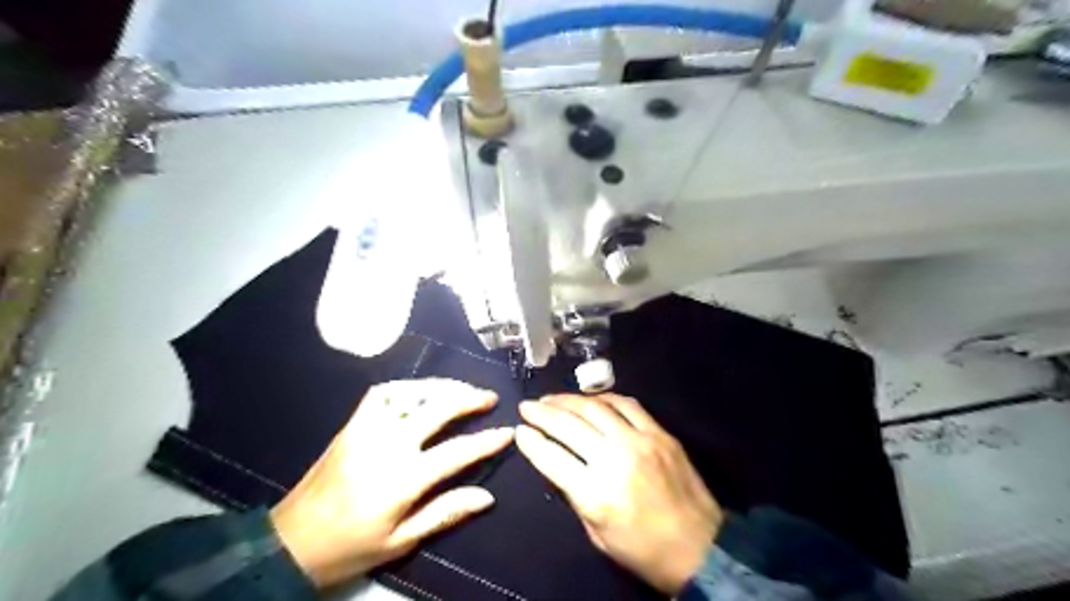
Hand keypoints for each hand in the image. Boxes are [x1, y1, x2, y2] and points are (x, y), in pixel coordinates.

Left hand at [272, 378, 513, 588]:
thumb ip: (445, 513)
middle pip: (436, 408)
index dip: (486, 441)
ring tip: (461, 389)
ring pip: (411, 393)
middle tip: (489, 397)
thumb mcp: (401, 541)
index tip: (507, 431)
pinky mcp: (352, 424)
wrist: (291, 541)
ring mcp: (367, 429)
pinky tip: (421, 391)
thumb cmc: (351, 546)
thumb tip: (487, 496)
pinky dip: (407, 387)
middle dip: (468, 398)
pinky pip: (383, 393)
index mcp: (402, 479)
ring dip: (441, 387)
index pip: (456, 452)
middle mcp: (387, 444)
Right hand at [516, 392, 721, 593]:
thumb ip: (575, 494)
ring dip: (568, 399)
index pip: (552, 457)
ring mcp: (640, 441)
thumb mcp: (597, 534)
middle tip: (528, 405)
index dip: (531, 441)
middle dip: (542, 412)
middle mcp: (615, 459)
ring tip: (552, 398)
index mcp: (596, 494)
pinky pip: (627, 404)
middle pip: (569, 425)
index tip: (519, 430)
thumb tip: (557, 461)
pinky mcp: (660, 433)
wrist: (701, 548)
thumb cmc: (643, 550)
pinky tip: (591, 399)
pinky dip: (604, 397)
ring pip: (595, 407)